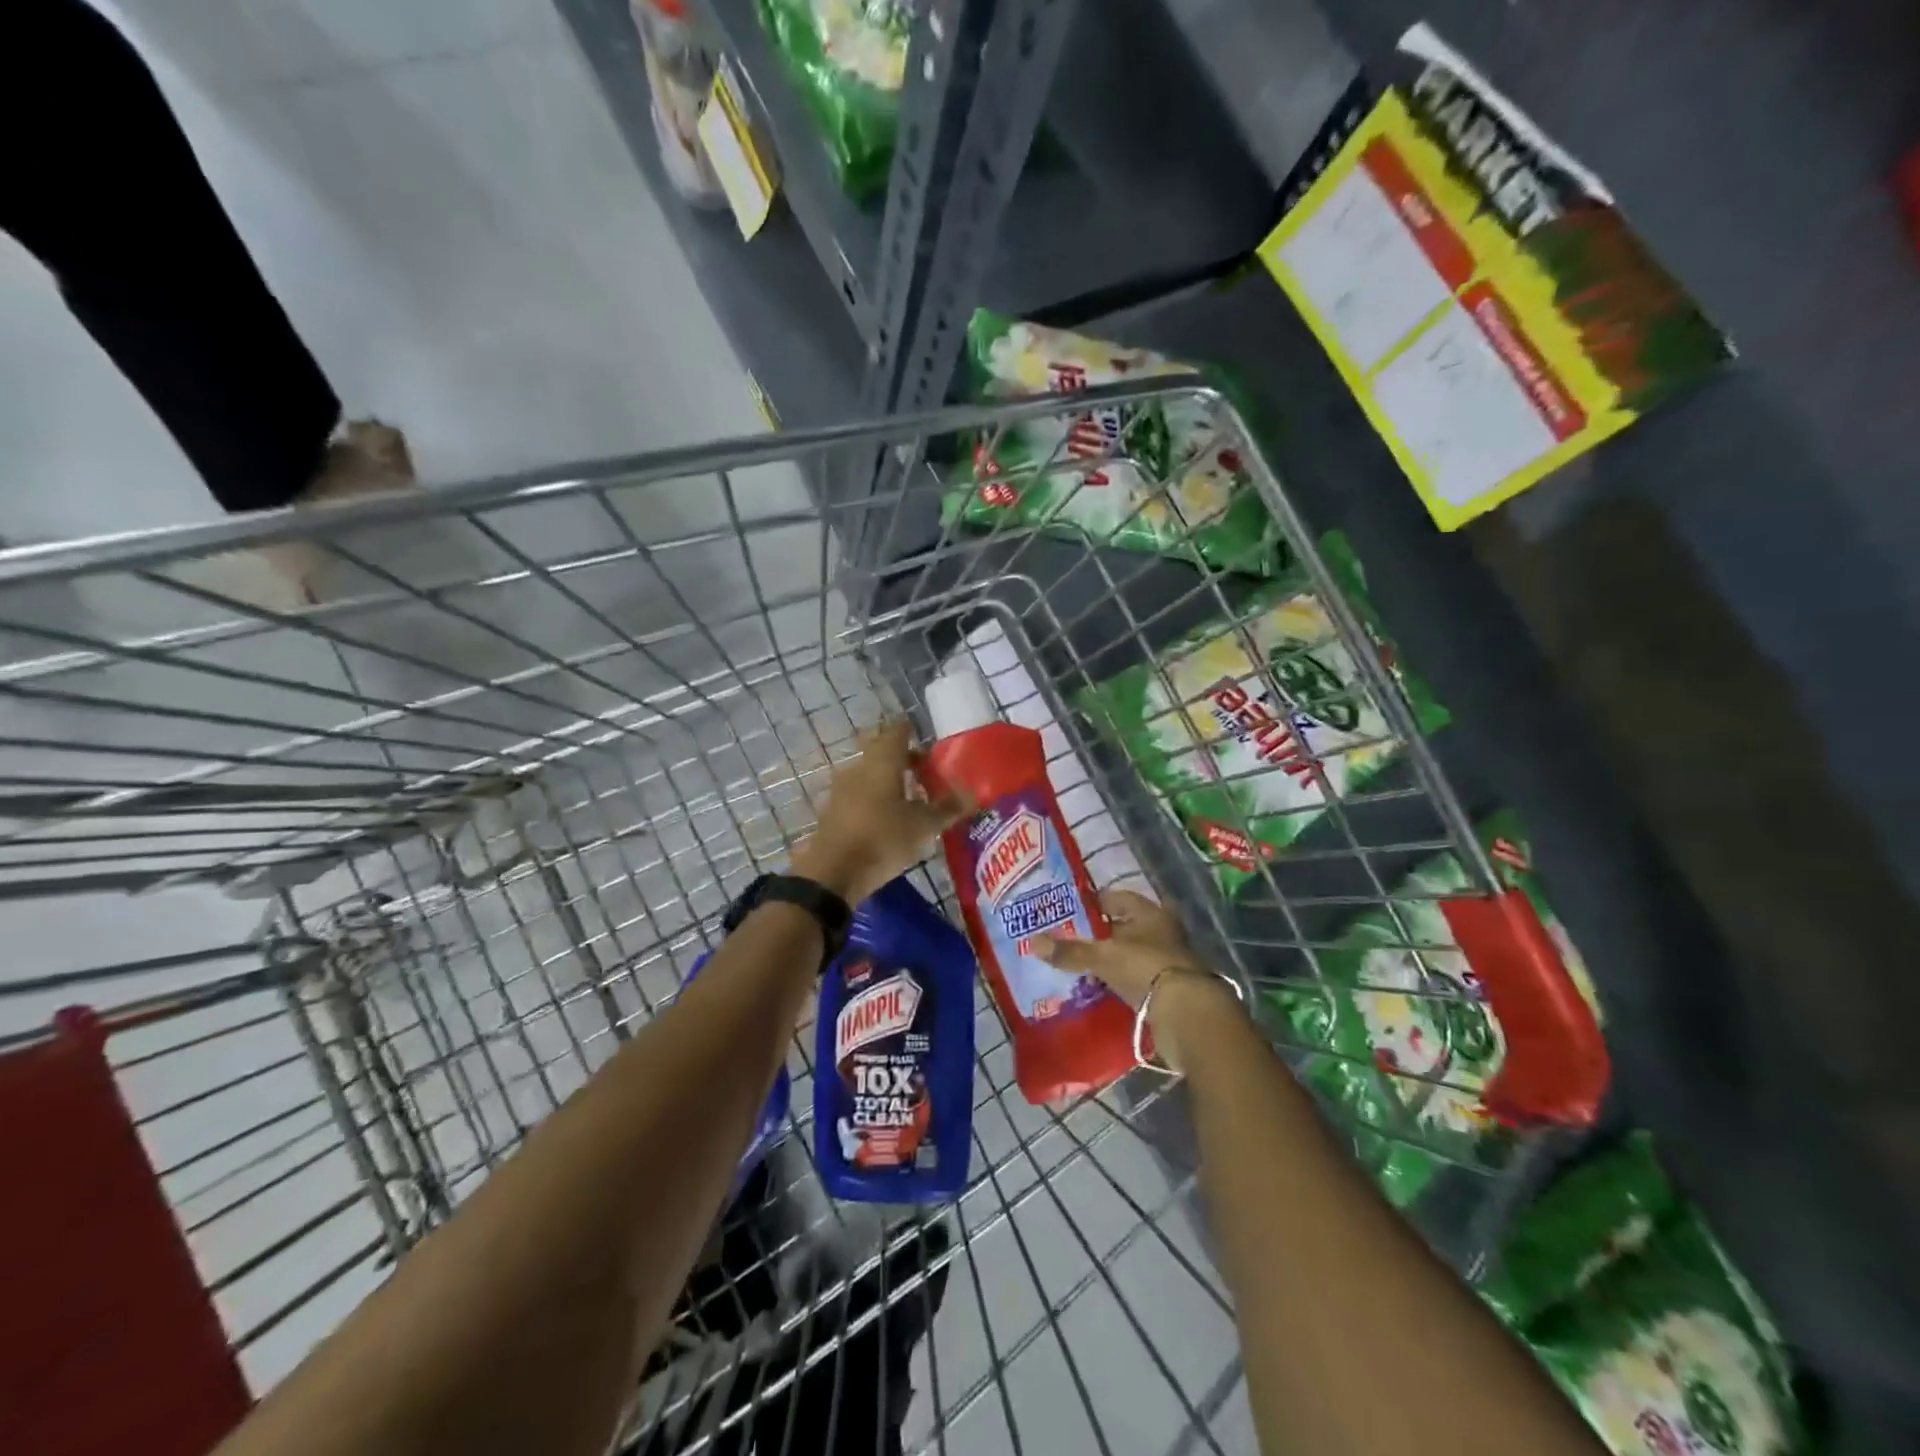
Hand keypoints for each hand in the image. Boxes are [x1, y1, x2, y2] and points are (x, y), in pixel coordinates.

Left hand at [791, 720, 968, 903]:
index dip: (911, 731)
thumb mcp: (922, 826)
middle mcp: (858, 767)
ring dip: (887, 780)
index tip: (924, 739)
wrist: (832, 873)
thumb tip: (971, 796)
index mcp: (882, 762)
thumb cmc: (882, 839)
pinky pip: (857, 794)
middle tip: (923, 772)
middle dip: (902, 759)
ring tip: (909, 798)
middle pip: (881, 752)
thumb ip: (946, 809)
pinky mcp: (831, 811)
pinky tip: (886, 818)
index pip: (897, 732)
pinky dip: (874, 799)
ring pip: (868, 774)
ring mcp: (840, 789)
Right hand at [1031, 888, 1242, 1071]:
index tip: (1072, 910)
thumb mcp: (1103, 957)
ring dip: (1112, 960)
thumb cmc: (1145, 969)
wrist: (1188, 1014)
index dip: (1096, 902)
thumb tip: (1032, 941)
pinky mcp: (1170, 989)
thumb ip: (1070, 951)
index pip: (1118, 898)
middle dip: (1102, 934)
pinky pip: (1138, 979)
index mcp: (1151, 914)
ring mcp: (1169, 962)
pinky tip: (1102, 990)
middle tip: (1073, 939)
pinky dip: (1122, 982)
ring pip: (1132, 954)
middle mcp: (1164, 932)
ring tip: (1083, 966)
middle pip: (1127, 928)